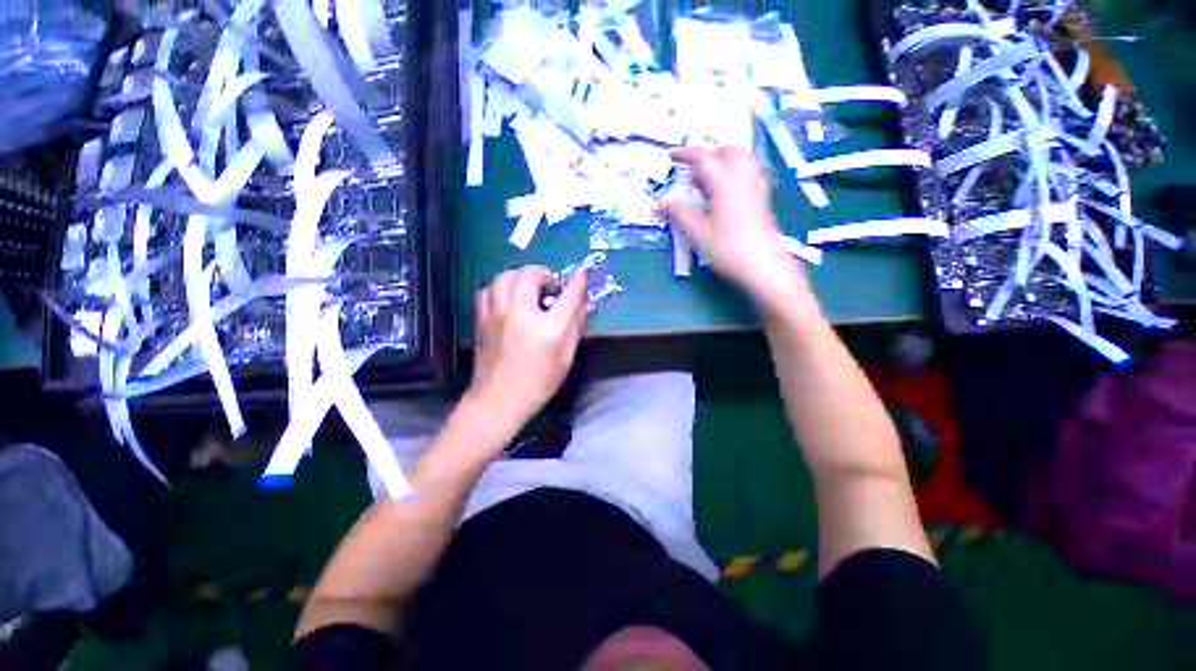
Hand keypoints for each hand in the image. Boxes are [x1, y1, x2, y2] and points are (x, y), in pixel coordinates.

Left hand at [467, 266, 588, 431]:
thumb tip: (586, 305)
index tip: (582, 275)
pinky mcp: (482, 319)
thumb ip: (575, 327)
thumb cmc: (538, 383)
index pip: (568, 296)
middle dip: (544, 273)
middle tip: (550, 286)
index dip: (577, 282)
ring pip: (505, 276)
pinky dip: (500, 288)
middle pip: (530, 275)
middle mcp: (521, 315)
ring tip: (528, 288)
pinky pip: (488, 290)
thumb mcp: (565, 358)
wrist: (498, 400)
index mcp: (548, 329)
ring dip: (520, 276)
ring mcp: (497, 315)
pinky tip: (507, 298)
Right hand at [660, 147, 813, 312]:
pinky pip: (750, 171)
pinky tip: (727, 189)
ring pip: (742, 159)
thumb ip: (680, 213)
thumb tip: (661, 201)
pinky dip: (736, 170)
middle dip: (708, 154)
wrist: (763, 265)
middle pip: (728, 151)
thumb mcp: (698, 233)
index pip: (704, 158)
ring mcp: (756, 187)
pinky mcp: (762, 198)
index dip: (686, 154)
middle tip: (692, 170)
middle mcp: (743, 178)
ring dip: (724, 160)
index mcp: (725, 183)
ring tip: (708, 180)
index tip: (671, 156)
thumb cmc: (728, 249)